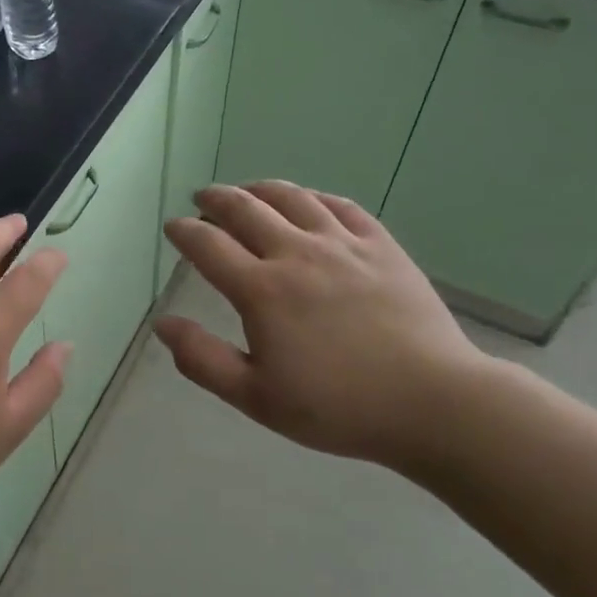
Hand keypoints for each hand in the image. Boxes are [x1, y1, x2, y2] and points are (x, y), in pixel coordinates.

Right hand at [154, 182, 490, 471]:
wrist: (433, 402)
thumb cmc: (338, 407)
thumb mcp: (257, 398)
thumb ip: (203, 360)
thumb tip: (163, 324)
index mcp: (261, 291)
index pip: (208, 245)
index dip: (184, 232)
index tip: (173, 227)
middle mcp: (296, 254)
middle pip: (245, 208)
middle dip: (215, 199)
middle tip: (202, 199)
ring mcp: (342, 244)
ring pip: (291, 197)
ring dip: (259, 189)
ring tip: (247, 191)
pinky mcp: (380, 245)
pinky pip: (339, 205)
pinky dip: (312, 197)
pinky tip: (307, 201)